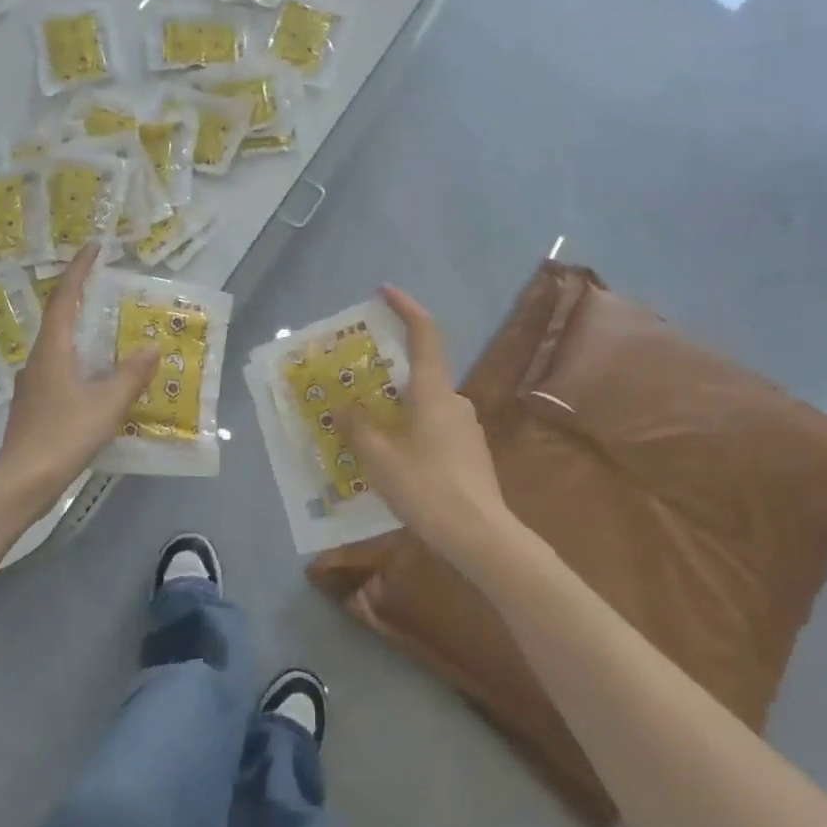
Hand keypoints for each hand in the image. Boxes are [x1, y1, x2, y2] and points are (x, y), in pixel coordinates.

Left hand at [0, 243, 156, 497]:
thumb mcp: (106, 404)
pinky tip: (100, 377)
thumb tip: (151, 346)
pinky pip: (62, 369)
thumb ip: (131, 374)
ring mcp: (35, 383)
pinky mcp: (37, 405)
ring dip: (84, 332)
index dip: (79, 270)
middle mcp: (39, 359)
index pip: (65, 298)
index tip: (94, 247)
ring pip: (61, 346)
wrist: (22, 481)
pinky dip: (82, 360)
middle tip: (110, 288)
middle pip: (60, 319)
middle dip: (83, 299)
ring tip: (113, 331)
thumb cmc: (64, 435)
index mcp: (53, 350)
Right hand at [338, 287, 515, 580]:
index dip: (406, 307)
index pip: (424, 333)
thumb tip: (344, 407)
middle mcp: (454, 400)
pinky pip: (433, 426)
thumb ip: (358, 426)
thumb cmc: (427, 488)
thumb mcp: (379, 458)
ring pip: (425, 403)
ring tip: (367, 431)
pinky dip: (411, 429)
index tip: (385, 291)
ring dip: (397, 408)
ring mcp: (466, 426)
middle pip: (419, 371)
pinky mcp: (470, 450)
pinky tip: (394, 460)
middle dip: (387, 372)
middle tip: (356, 384)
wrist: (481, 535)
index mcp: (433, 391)